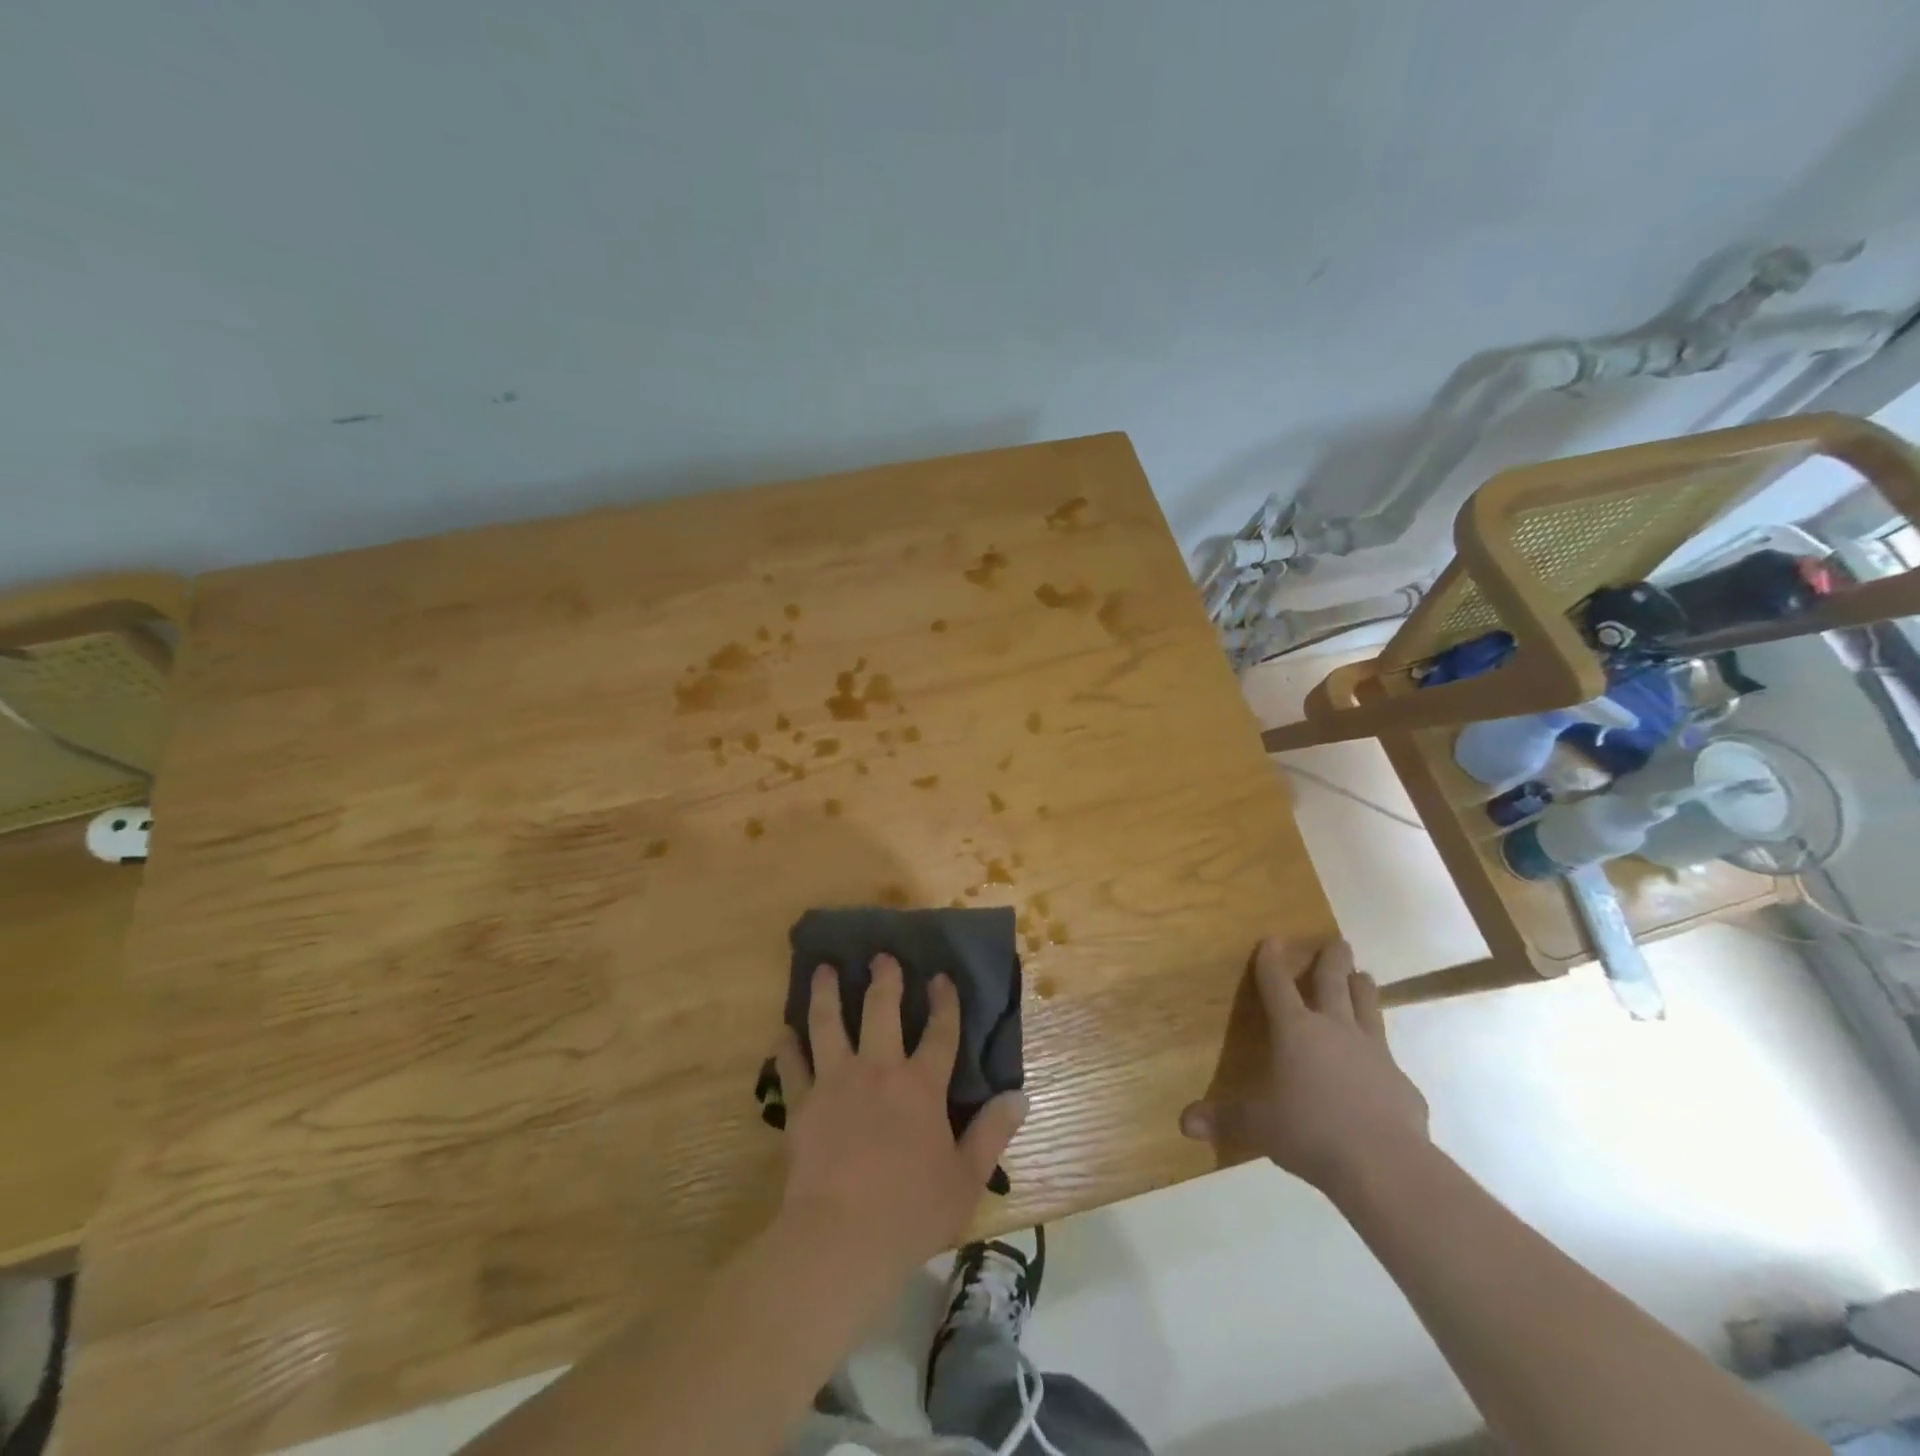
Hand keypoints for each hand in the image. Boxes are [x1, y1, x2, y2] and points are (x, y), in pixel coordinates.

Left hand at [774, 956, 1026, 1279]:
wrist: (841, 1239)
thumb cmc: (911, 1211)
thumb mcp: (965, 1178)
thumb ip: (992, 1134)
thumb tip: (1019, 1096)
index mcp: (921, 1086)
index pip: (940, 1032)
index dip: (944, 1002)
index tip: (941, 976)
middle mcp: (878, 1070)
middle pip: (880, 1010)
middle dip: (884, 979)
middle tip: (880, 956)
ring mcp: (836, 1082)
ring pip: (829, 1024)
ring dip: (826, 994)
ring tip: (822, 969)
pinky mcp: (802, 1105)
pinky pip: (792, 1067)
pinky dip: (787, 1048)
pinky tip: (783, 1033)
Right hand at [1180, 938, 1428, 1195]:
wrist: (1384, 1163)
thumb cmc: (1309, 1131)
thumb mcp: (1257, 1126)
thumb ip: (1224, 1119)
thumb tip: (1185, 1123)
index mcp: (1295, 1030)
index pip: (1277, 985)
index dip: (1271, 961)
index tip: (1272, 938)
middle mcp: (1335, 1030)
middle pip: (1333, 983)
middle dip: (1332, 960)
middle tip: (1338, 941)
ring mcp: (1374, 1053)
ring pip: (1368, 1009)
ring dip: (1364, 991)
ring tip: (1365, 976)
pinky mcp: (1401, 1084)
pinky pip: (1390, 1061)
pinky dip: (1383, 1056)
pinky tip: (1384, 1067)